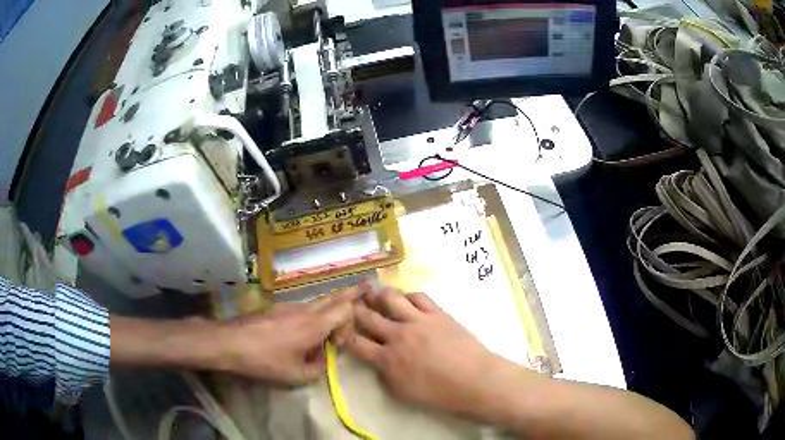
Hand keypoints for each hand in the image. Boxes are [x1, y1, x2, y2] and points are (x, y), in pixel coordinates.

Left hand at [218, 287, 357, 383]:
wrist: (230, 342)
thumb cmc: (265, 360)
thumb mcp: (296, 375)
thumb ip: (318, 368)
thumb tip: (322, 359)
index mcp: (314, 325)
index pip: (345, 308)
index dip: (351, 323)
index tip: (341, 345)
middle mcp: (305, 310)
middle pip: (334, 297)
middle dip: (352, 293)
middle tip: (367, 286)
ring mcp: (289, 306)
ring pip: (318, 302)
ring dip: (330, 308)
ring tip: (335, 317)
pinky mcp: (277, 309)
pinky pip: (303, 307)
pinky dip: (313, 313)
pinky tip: (304, 329)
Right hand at [343, 286, 505, 414]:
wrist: (473, 380)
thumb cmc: (438, 393)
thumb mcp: (402, 392)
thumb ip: (384, 374)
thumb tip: (377, 360)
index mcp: (387, 359)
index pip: (355, 343)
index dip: (343, 334)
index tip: (339, 329)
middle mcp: (398, 335)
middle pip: (369, 317)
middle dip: (355, 309)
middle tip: (350, 303)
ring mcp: (418, 321)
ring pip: (392, 299)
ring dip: (379, 295)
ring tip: (374, 293)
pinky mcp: (437, 313)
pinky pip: (418, 296)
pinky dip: (408, 295)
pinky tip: (405, 298)